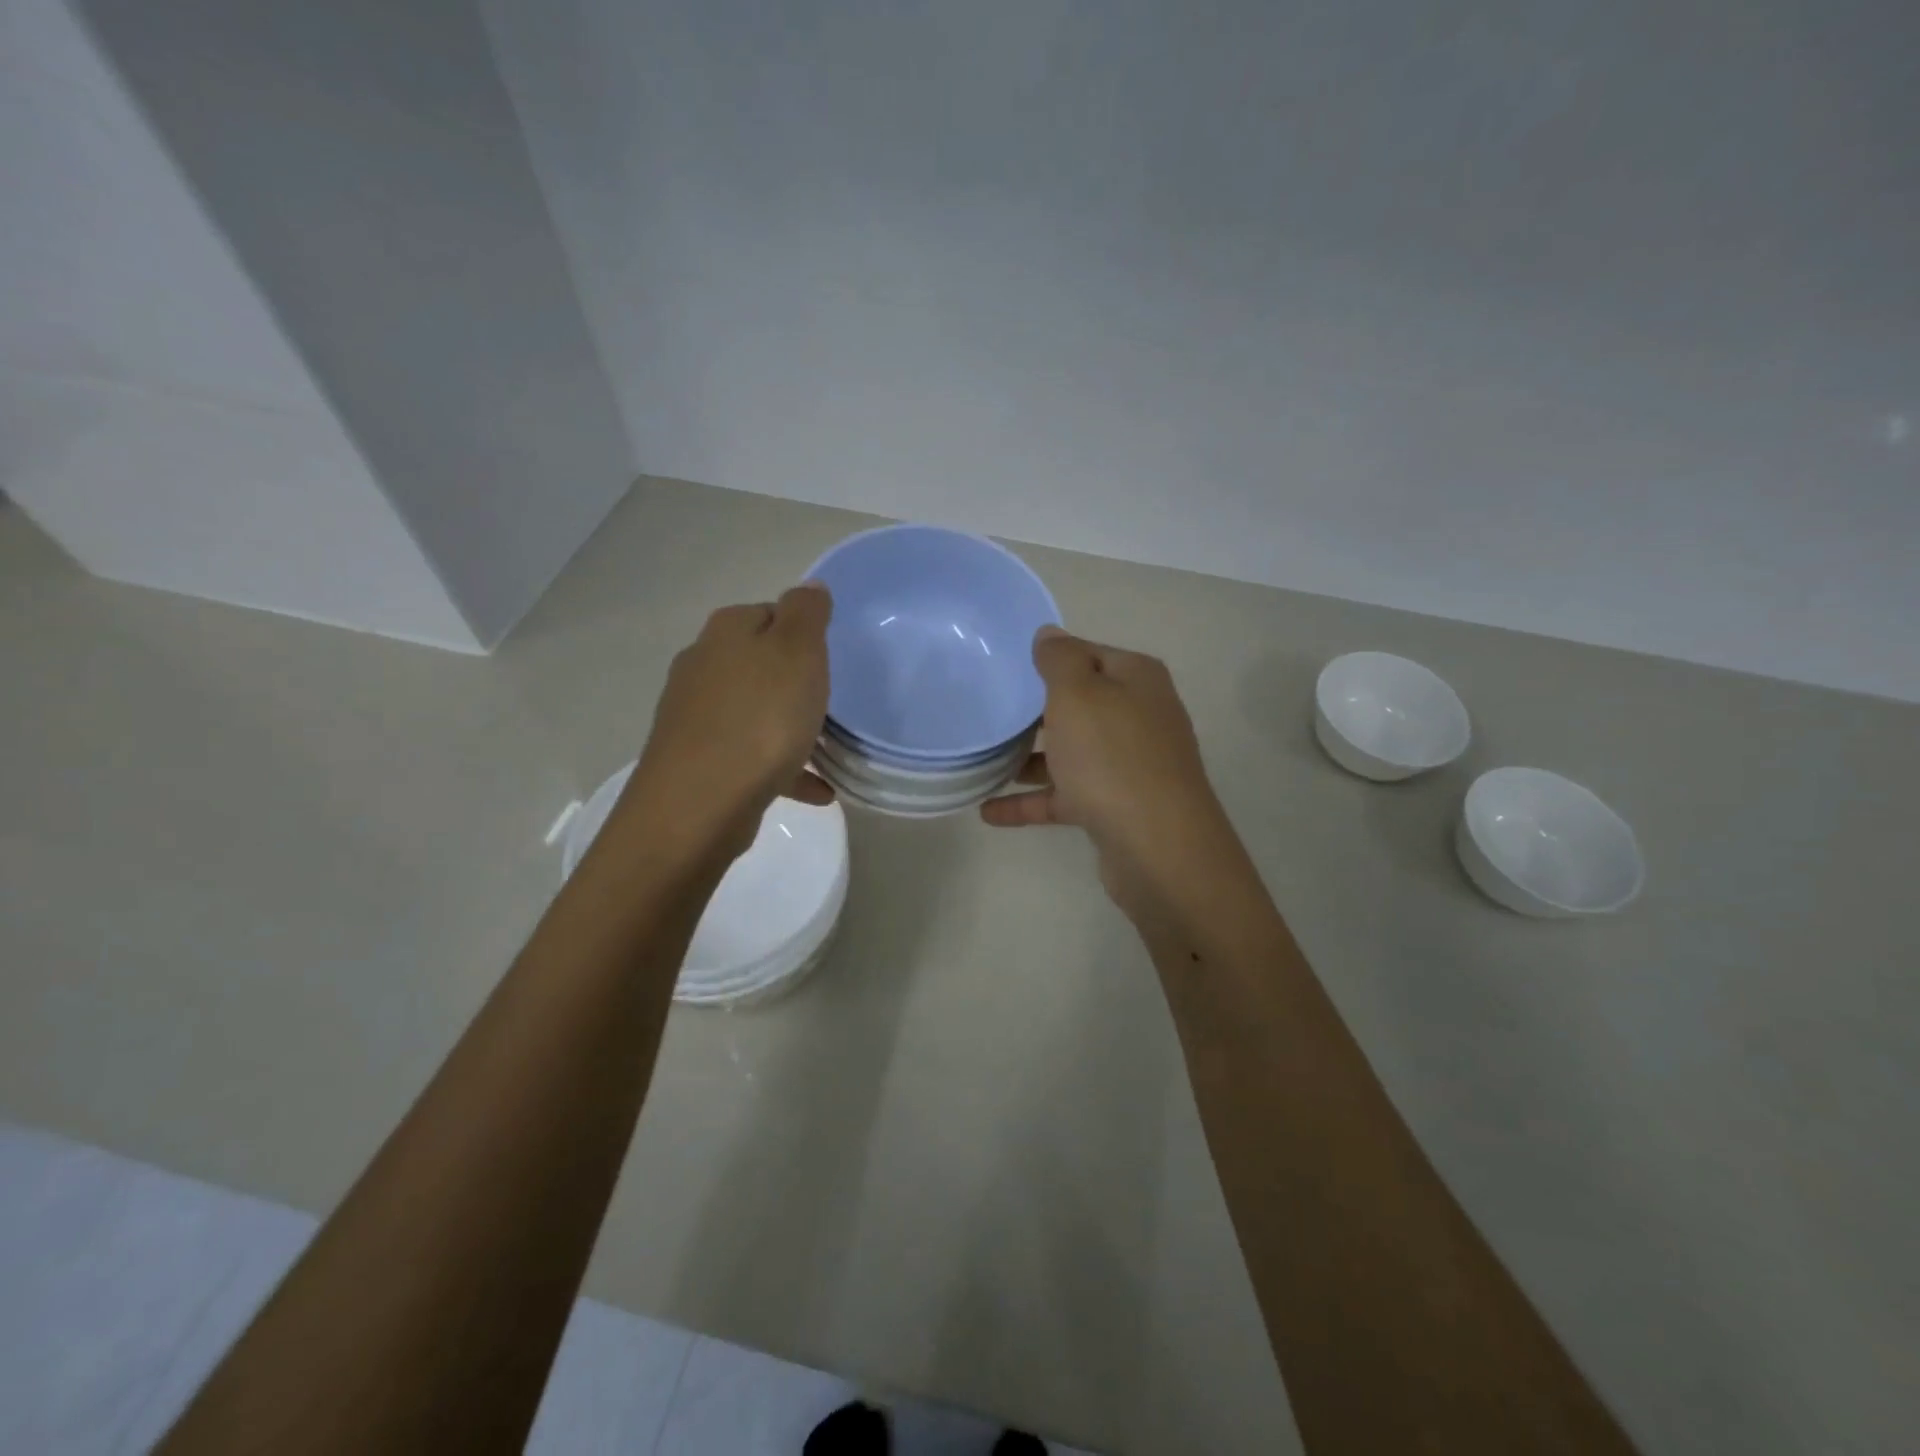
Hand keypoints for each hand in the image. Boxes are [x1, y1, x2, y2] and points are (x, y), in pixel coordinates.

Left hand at [624, 584, 833, 862]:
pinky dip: (782, 768)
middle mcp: (702, 666)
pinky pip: (750, 756)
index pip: (770, 612)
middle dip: (794, 681)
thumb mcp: (797, 652)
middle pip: (759, 663)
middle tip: (830, 702)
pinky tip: (815, 791)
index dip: (804, 632)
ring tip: (827, 750)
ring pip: (754, 712)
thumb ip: (806, 613)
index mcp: (726, 632)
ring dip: (788, 728)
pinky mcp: (697, 761)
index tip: (830, 659)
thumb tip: (809, 587)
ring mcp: (694, 717)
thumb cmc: (760, 720)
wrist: (699, 804)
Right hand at [982, 627, 1238, 920]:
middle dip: (1034, 711)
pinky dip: (1031, 802)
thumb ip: (1060, 660)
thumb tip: (1049, 634)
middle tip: (988, 710)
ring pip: (1071, 753)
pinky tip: (989, 811)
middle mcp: (1139, 716)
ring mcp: (1130, 764)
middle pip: (1079, 704)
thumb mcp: (1078, 694)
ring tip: (982, 760)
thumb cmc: (1111, 757)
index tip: (1005, 667)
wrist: (1157, 846)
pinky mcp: (1116, 806)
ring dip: (1029, 758)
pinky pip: (1066, 796)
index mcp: (1136, 679)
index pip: (1086, 654)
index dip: (1048, 658)